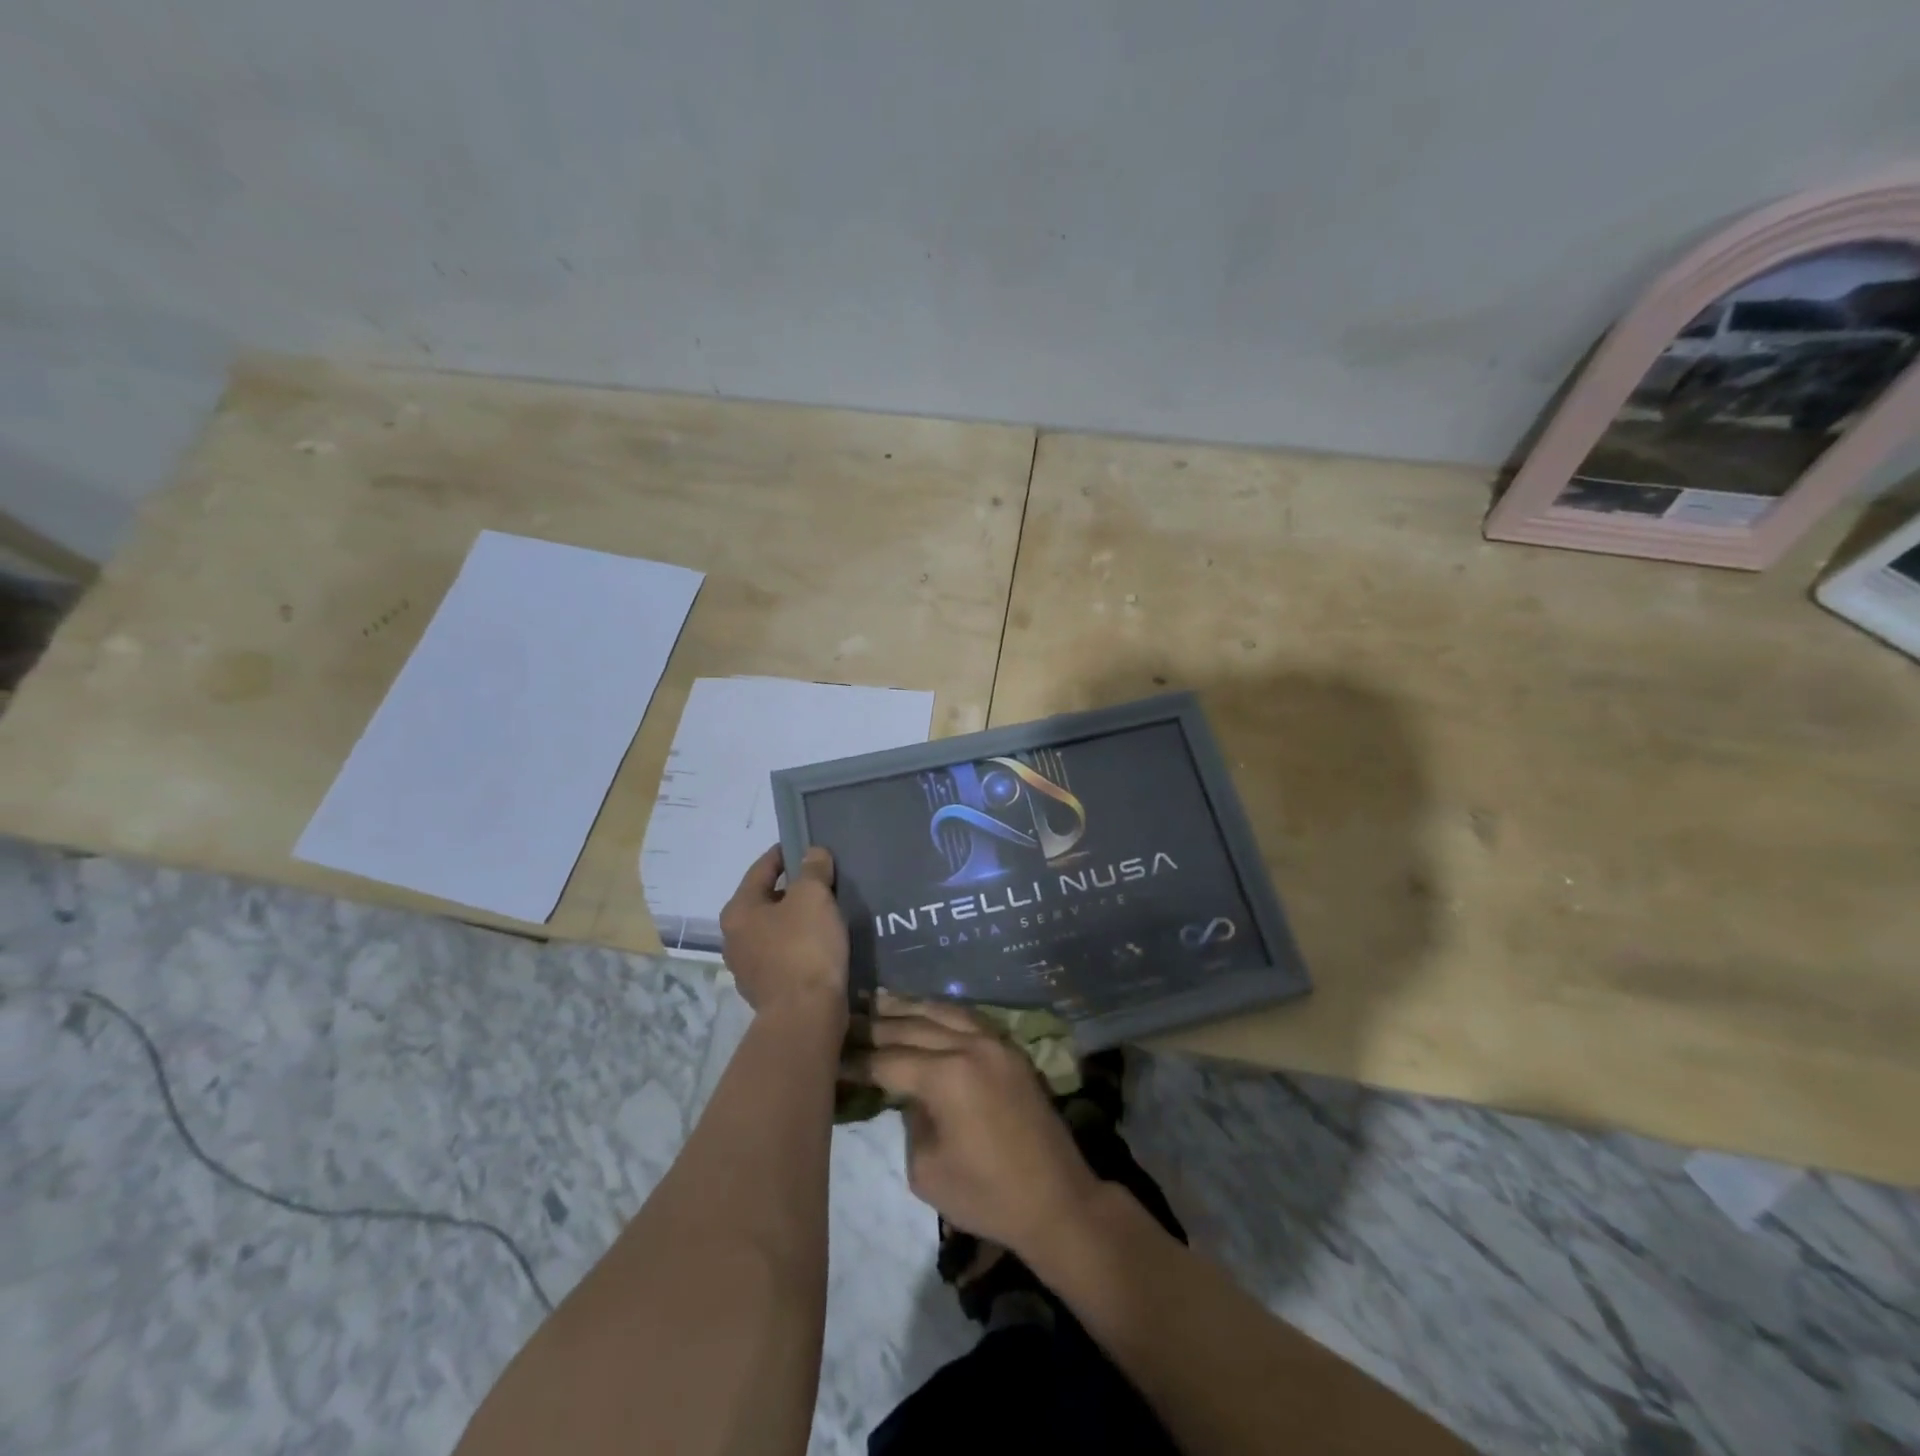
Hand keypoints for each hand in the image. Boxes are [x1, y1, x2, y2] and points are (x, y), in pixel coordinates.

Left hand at [719, 845, 848, 1018]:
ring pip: (774, 930)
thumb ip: (813, 869)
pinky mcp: (765, 990)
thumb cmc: (804, 947)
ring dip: (795, 920)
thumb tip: (812, 854)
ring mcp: (746, 968)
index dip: (784, 853)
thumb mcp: (813, 897)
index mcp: (739, 910)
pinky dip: (798, 946)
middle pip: (765, 900)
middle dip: (792, 889)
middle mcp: (734, 937)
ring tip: (825, 913)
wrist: (805, 1015)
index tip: (806, 845)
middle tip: (823, 881)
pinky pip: (783, 955)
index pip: (761, 869)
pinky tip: (821, 945)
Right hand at [854, 995, 1100, 1258]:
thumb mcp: (926, 1169)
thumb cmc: (986, 1195)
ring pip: (941, 1011)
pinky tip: (923, 1010)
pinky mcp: (1009, 1048)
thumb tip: (906, 1093)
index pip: (888, 1060)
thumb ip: (909, 1120)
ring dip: (907, 1007)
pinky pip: (967, 1017)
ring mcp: (994, 1041)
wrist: (1055, 1199)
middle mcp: (969, 1046)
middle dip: (875, 1025)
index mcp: (946, 1076)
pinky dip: (940, 1011)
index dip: (857, 1061)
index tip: (830, 1055)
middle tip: (845, 1020)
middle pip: (911, 1026)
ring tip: (877, 1000)